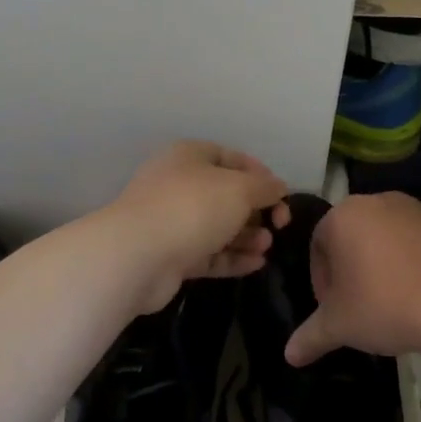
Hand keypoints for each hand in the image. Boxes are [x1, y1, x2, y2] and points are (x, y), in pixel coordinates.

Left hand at [105, 141, 290, 311]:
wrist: (138, 256)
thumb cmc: (193, 208)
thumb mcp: (239, 189)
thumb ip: (264, 187)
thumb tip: (280, 187)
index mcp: (190, 157)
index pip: (232, 158)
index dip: (260, 174)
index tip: (282, 195)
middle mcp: (179, 185)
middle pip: (226, 195)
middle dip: (256, 210)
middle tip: (278, 226)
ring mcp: (173, 222)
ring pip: (218, 227)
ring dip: (247, 236)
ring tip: (266, 246)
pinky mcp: (172, 256)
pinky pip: (209, 254)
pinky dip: (232, 258)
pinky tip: (257, 264)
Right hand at [285, 193, 420, 365]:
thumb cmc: (385, 305)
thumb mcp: (339, 326)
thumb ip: (310, 336)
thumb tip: (289, 355)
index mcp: (344, 216)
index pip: (319, 245)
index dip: (322, 280)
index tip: (334, 308)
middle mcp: (381, 201)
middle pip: (357, 237)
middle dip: (356, 269)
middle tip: (363, 306)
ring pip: (394, 236)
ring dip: (390, 263)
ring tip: (399, 301)